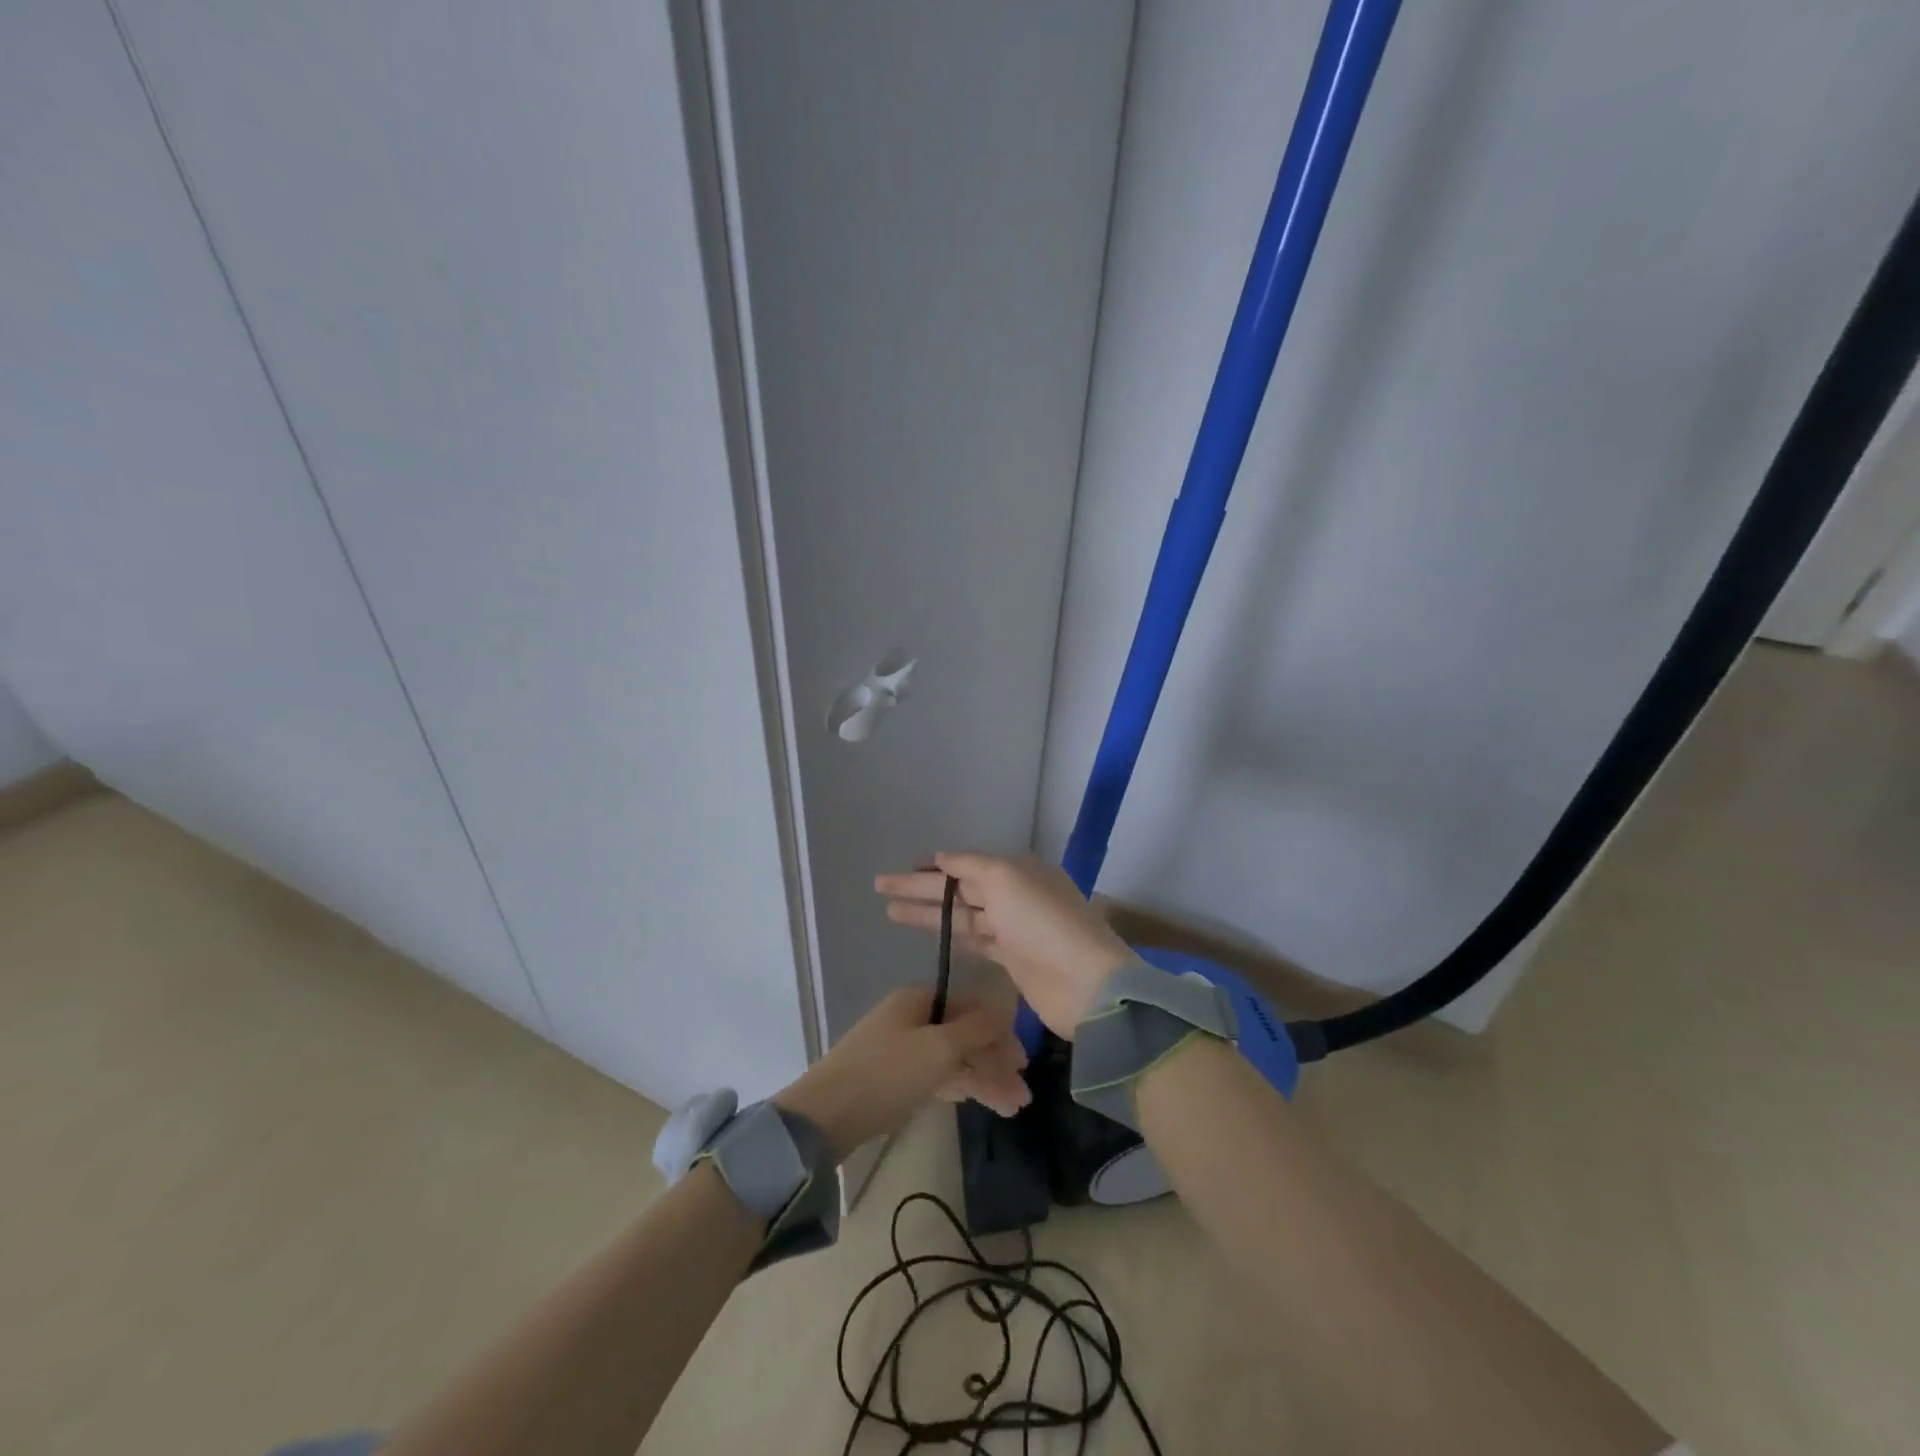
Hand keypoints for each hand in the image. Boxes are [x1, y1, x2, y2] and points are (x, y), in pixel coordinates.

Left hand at [774, 986, 1028, 1160]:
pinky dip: (959, 1085)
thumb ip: (976, 1029)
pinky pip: (935, 1074)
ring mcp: (899, 1048)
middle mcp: (910, 1017)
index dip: (999, 1029)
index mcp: (918, 999)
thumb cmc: (888, 1073)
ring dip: (983, 1078)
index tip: (1023, 1060)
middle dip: (995, 1061)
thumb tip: (1004, 1011)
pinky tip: (979, 1100)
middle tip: (1022, 1093)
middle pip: (963, 1032)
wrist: (826, 1116)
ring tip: (1012, 1108)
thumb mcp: (940, 1048)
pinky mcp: (892, 1077)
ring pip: (952, 1057)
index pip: (971, 1004)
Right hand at [875, 853, 1133, 1039]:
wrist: (1085, 984)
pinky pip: (976, 941)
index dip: (933, 867)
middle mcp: (1015, 895)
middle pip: (959, 890)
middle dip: (920, 889)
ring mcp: (1014, 929)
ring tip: (890, 912)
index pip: (966, 864)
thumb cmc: (1042, 923)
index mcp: (1017, 870)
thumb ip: (970, 865)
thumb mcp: (1006, 878)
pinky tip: (931, 936)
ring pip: (962, 916)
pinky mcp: (1013, 961)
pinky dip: (953, 937)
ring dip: (929, 914)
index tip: (902, 870)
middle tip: (880, 887)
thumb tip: (941, 857)